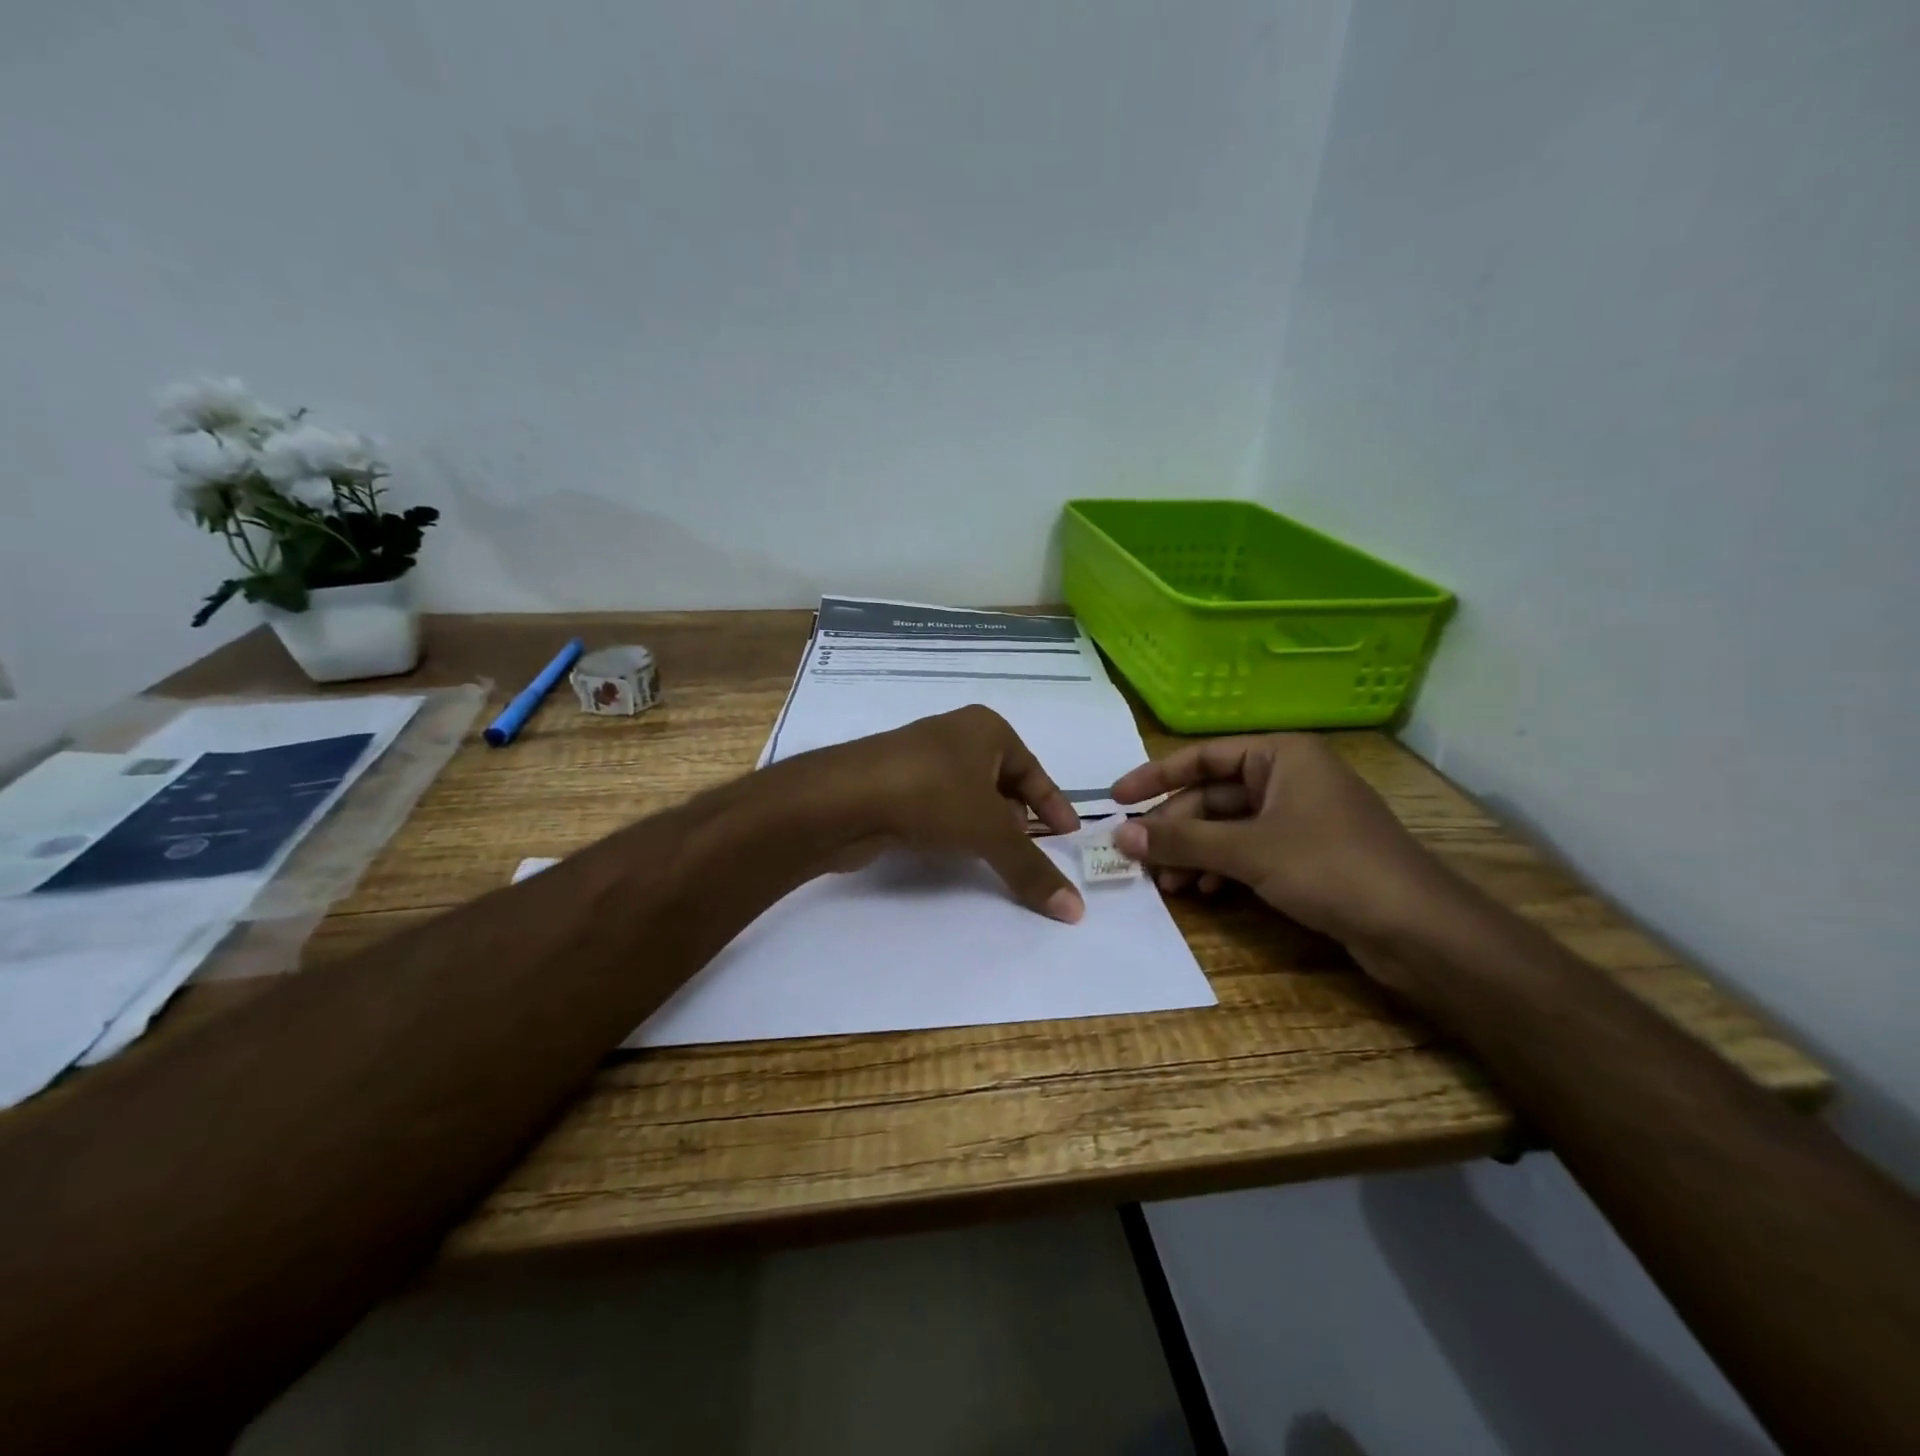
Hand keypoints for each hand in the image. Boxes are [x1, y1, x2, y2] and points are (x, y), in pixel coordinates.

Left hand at [805, 706, 1085, 922]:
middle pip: (1001, 781)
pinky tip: (952, 851)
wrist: (844, 798)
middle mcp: (956, 735)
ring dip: (984, 825)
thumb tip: (1077, 911)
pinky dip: (953, 827)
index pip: (1034, 770)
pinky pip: (938, 805)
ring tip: (993, 856)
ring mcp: (920, 757)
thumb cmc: (932, 796)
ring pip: (968, 795)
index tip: (1069, 835)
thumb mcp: (990, 832)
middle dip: (1017, 817)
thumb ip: (1031, 869)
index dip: (1053, 805)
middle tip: (1029, 850)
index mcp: (987, 729)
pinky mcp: (893, 783)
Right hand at [1110, 734, 1456, 943]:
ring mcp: (1299, 817)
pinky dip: (1221, 868)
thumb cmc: (1331, 868)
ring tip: (1168, 884)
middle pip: (1212, 796)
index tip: (1116, 800)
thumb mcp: (1248, 851)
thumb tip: (1121, 835)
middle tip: (1139, 858)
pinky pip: (1248, 850)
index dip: (1155, 777)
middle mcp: (1288, 778)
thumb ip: (1181, 841)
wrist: (1419, 930)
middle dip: (1175, 829)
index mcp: (1280, 756)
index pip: (1202, 756)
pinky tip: (1203, 892)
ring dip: (1194, 853)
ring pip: (1228, 827)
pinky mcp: (1307, 854)